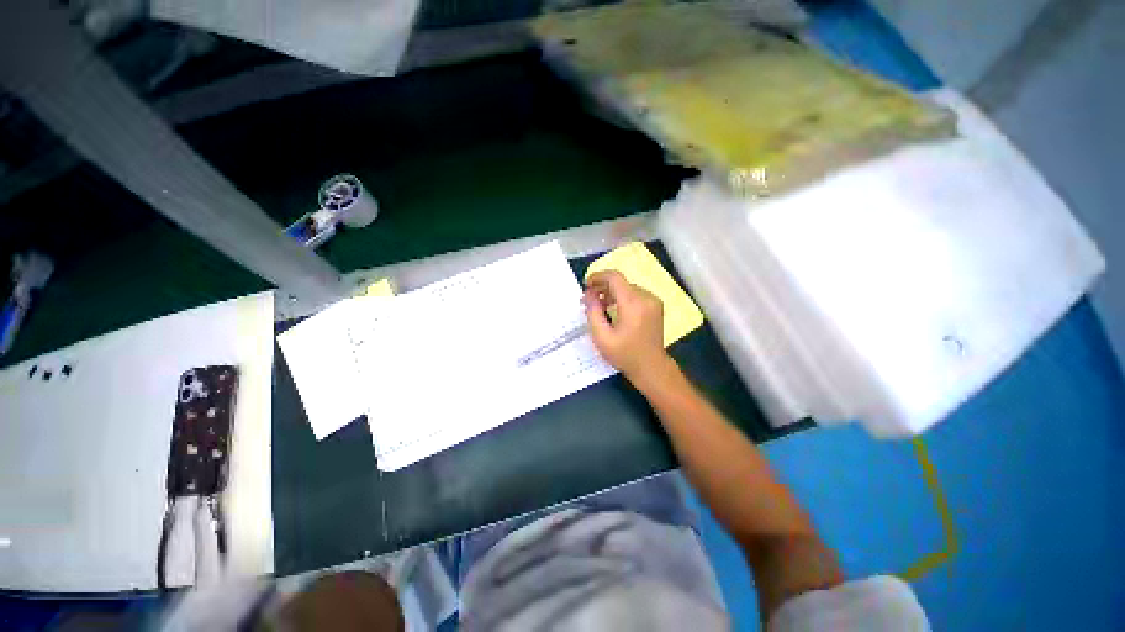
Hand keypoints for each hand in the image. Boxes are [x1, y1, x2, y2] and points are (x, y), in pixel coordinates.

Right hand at [584, 270, 670, 383]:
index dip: (598, 277)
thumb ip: (593, 313)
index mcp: (633, 304)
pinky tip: (614, 310)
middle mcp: (646, 297)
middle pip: (620, 283)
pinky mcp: (655, 306)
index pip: (614, 278)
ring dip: (611, 293)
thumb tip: (588, 295)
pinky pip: (635, 294)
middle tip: (588, 301)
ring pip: (627, 288)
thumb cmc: (625, 355)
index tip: (586, 286)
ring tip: (599, 307)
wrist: (651, 367)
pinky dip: (622, 298)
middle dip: (602, 288)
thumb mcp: (602, 337)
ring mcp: (653, 301)